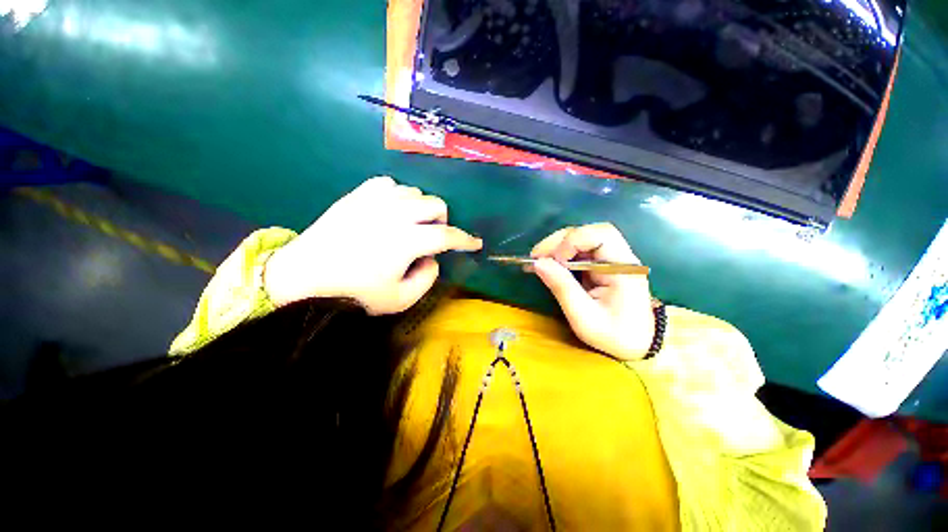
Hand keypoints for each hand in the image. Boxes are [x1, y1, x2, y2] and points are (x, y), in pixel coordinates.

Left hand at [263, 177, 482, 314]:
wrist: (301, 278)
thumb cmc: (353, 294)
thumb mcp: (399, 299)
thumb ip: (427, 278)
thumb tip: (433, 259)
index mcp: (407, 240)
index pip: (447, 235)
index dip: (466, 240)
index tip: (476, 243)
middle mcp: (395, 213)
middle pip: (435, 204)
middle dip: (443, 221)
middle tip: (433, 237)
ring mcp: (374, 201)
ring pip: (414, 192)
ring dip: (421, 209)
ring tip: (411, 225)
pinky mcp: (356, 196)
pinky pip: (388, 184)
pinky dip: (398, 196)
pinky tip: (391, 210)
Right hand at [530, 223, 653, 360]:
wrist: (637, 345)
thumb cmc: (614, 335)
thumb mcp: (584, 317)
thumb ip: (562, 287)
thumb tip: (537, 263)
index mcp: (623, 268)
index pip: (601, 235)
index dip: (573, 240)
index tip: (554, 260)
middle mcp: (620, 257)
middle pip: (589, 232)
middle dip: (559, 241)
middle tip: (536, 257)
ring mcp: (611, 260)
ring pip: (582, 239)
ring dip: (557, 247)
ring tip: (538, 261)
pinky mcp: (602, 265)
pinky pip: (579, 251)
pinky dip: (561, 255)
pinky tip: (548, 264)